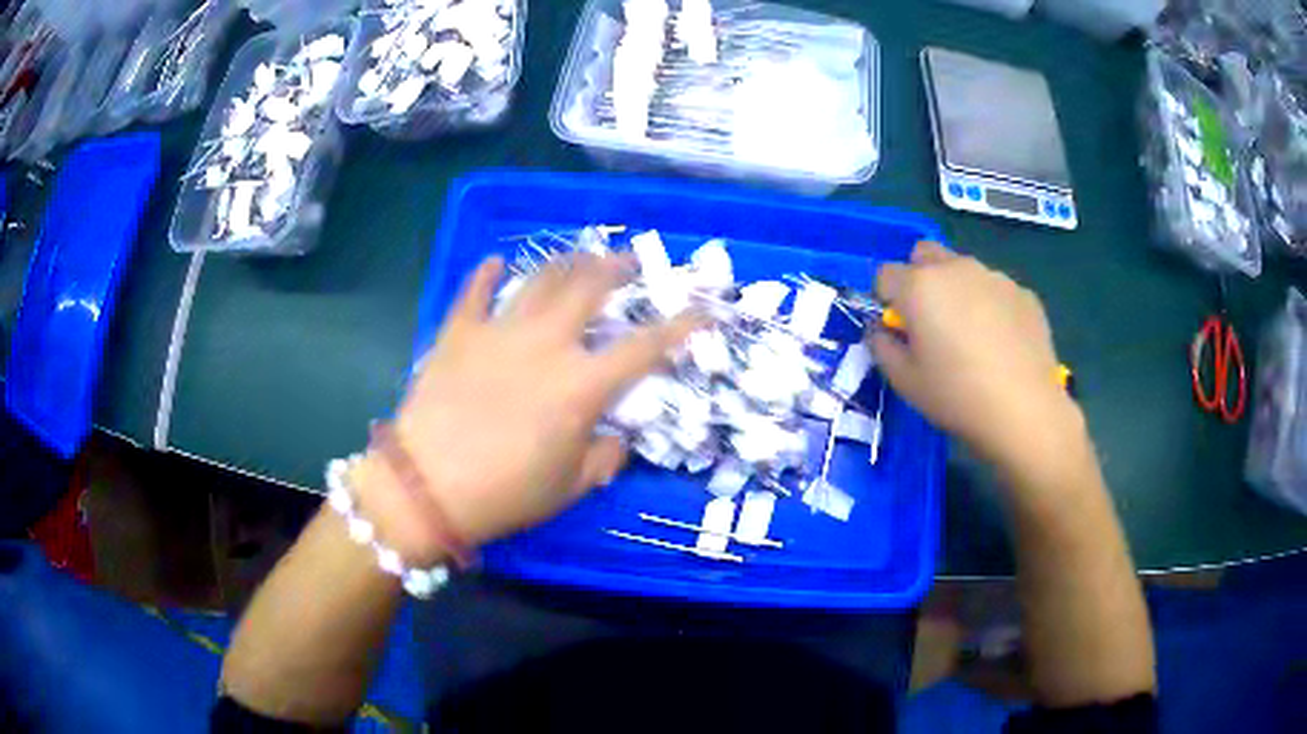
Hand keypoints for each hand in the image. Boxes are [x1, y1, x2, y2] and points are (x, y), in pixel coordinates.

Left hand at [355, 254, 698, 562]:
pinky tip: (495, 263)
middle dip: (615, 268)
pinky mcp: (459, 332)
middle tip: (627, 262)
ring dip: (564, 262)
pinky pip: (475, 292)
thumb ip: (603, 458)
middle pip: (589, 288)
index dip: (680, 326)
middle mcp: (546, 344)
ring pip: (539, 280)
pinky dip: (486, 274)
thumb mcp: (568, 487)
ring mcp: (499, 331)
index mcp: (581, 385)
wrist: (426, 486)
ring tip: (577, 256)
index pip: (644, 347)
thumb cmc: (505, 493)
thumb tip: (615, 438)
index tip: (701, 310)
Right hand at [868, 242, 1082, 473]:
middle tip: (931, 321)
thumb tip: (882, 330)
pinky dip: (992, 306)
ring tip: (972, 337)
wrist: (1025, 410)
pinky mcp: (1024, 293)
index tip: (898, 329)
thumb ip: (882, 347)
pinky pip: (997, 290)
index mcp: (919, 286)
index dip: (886, 300)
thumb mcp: (905, 382)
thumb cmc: (956, 396)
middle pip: (924, 254)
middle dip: (919, 278)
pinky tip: (1002, 344)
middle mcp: (956, 269)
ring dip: (958, 290)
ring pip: (964, 270)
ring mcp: (994, 277)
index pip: (885, 274)